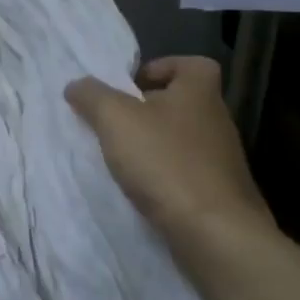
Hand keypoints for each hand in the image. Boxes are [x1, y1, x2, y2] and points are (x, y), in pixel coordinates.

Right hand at [65, 56, 273, 252]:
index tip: (133, 84)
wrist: (216, 234)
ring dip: (155, 146)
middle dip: (149, 110)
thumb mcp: (116, 119)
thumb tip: (76, 85)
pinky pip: (188, 175)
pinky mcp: (221, 196)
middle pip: (184, 103)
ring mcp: (223, 162)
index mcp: (200, 93)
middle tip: (116, 122)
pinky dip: (165, 178)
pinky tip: (142, 191)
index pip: (193, 64)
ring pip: (184, 141)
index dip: (163, 67)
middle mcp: (217, 122)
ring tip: (122, 159)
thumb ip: (93, 96)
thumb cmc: (166, 162)